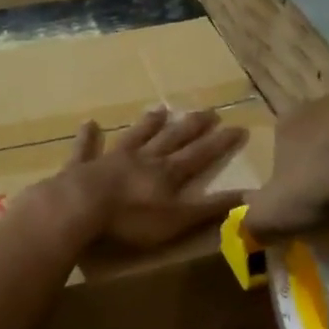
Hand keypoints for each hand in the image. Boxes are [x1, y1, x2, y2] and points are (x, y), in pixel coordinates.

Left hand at [63, 107, 247, 248]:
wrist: (80, 207)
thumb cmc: (131, 219)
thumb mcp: (178, 220)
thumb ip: (209, 209)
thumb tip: (249, 196)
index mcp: (167, 173)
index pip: (200, 155)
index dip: (220, 143)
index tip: (238, 127)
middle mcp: (143, 159)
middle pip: (171, 139)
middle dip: (192, 126)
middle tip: (208, 111)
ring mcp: (111, 159)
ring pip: (135, 137)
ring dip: (148, 124)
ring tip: (160, 109)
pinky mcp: (82, 167)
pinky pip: (86, 149)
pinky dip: (88, 137)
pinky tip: (89, 124)